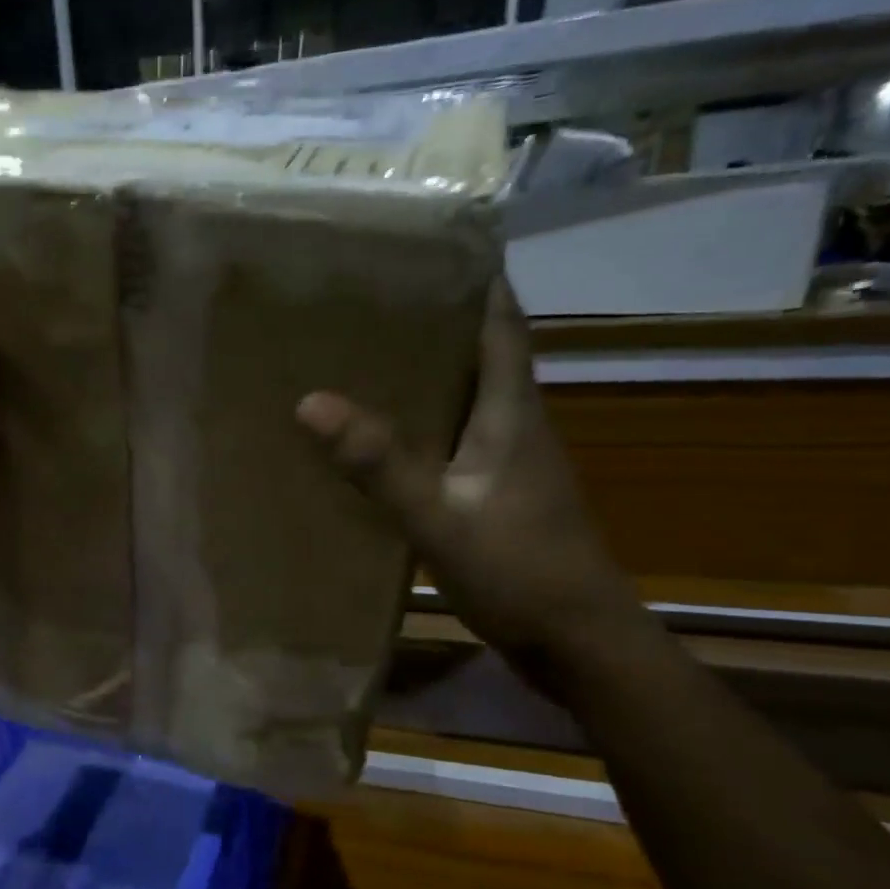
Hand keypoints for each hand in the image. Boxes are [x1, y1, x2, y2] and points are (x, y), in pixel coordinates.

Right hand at [296, 279, 638, 668]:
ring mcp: (508, 464)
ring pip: (465, 398)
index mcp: (513, 413)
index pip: (500, 324)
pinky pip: (453, 441)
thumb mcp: (440, 518)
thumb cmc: (520, 573)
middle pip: (480, 354)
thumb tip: (311, 402)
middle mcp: (516, 426)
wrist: (578, 643)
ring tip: (361, 355)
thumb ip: (380, 465)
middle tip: (369, 299)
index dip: (474, 279)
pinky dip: (421, 426)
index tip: (428, 246)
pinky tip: (380, 437)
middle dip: (434, 320)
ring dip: (425, 374)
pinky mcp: (496, 495)